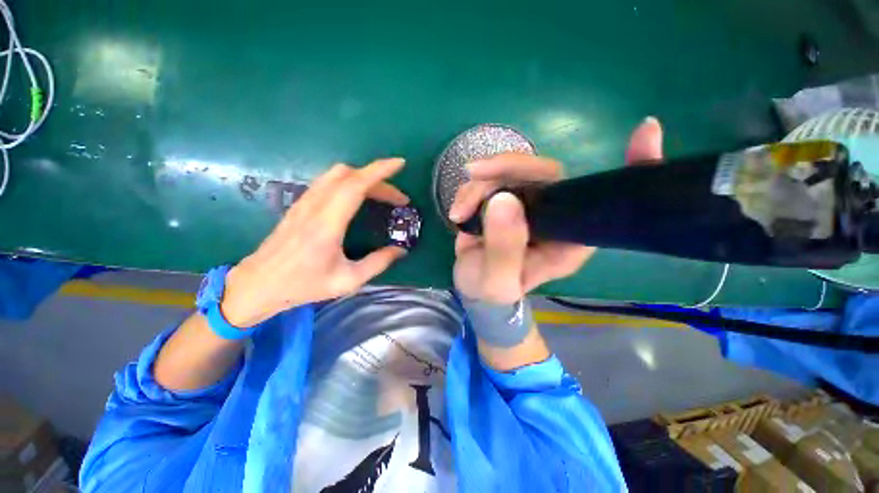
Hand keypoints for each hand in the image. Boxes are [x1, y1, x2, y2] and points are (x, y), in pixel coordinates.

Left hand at [220, 158, 409, 326]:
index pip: (354, 186)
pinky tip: (359, 197)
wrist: (259, 284)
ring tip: (382, 195)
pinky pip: (328, 181)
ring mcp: (304, 202)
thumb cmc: (304, 285)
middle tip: (398, 199)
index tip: (399, 164)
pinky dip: (350, 181)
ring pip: (337, 174)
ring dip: (364, 178)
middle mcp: (314, 206)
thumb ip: (378, 263)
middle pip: (349, 175)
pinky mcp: (300, 204)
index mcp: (327, 225)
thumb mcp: (348, 280)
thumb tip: (400, 250)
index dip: (379, 171)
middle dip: (379, 179)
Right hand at [450, 117, 663, 302]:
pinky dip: (469, 191)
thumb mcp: (497, 281)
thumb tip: (504, 199)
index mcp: (567, 240)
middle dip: (507, 168)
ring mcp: (528, 204)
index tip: (646, 132)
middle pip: (544, 173)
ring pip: (510, 172)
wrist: (474, 286)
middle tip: (474, 174)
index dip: (631, 170)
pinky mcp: (505, 199)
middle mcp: (555, 216)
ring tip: (459, 212)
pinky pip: (490, 180)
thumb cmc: (492, 291)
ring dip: (479, 185)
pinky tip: (458, 211)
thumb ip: (504, 249)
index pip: (604, 203)